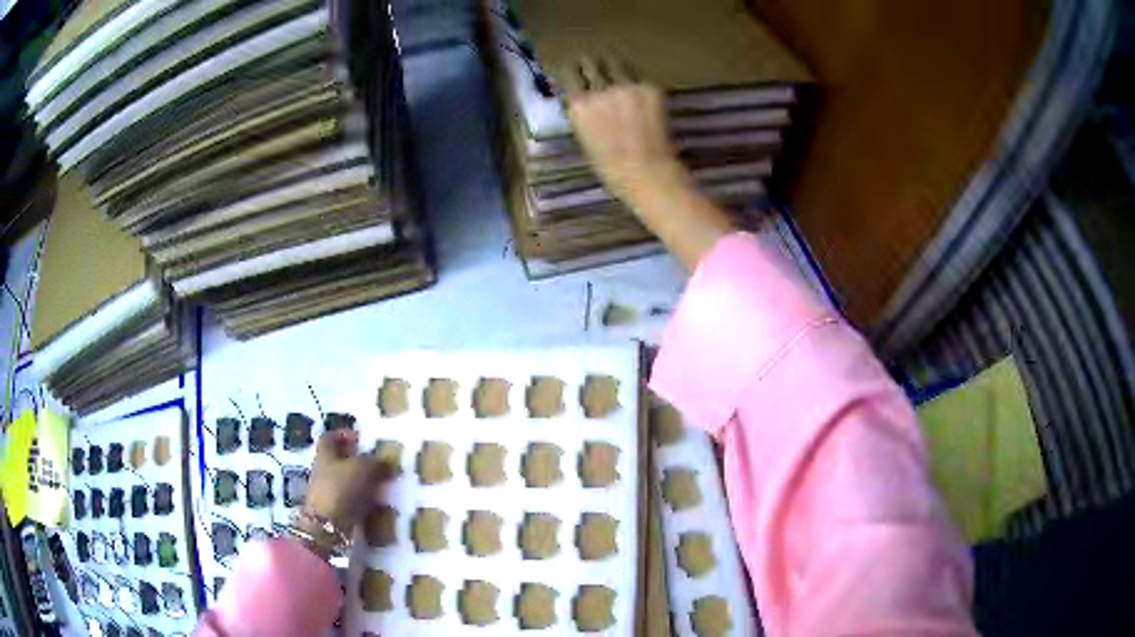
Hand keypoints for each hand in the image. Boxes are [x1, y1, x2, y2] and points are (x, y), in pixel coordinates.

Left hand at [304, 430, 382, 534]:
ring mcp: (327, 491)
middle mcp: (322, 470)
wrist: (328, 525)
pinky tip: (378, 504)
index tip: (361, 438)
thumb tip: (386, 460)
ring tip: (383, 485)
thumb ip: (376, 462)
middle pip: (338, 460)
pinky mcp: (334, 510)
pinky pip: (350, 500)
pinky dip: (363, 500)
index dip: (344, 435)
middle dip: (357, 461)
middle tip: (378, 463)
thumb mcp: (364, 468)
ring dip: (362, 482)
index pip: (330, 437)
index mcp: (325, 453)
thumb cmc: (342, 488)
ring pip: (346, 481)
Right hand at [563, 57, 687, 202]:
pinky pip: (637, 76)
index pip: (569, 73)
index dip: (572, 69)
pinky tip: (635, 88)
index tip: (575, 69)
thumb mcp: (583, 137)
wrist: (647, 172)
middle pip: (591, 63)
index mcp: (579, 105)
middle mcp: (600, 90)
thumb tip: (581, 96)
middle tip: (593, 65)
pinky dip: (633, 79)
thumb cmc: (610, 166)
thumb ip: (581, 112)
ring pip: (615, 63)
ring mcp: (626, 86)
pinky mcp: (649, 87)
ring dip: (612, 65)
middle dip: (590, 63)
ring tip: (615, 69)